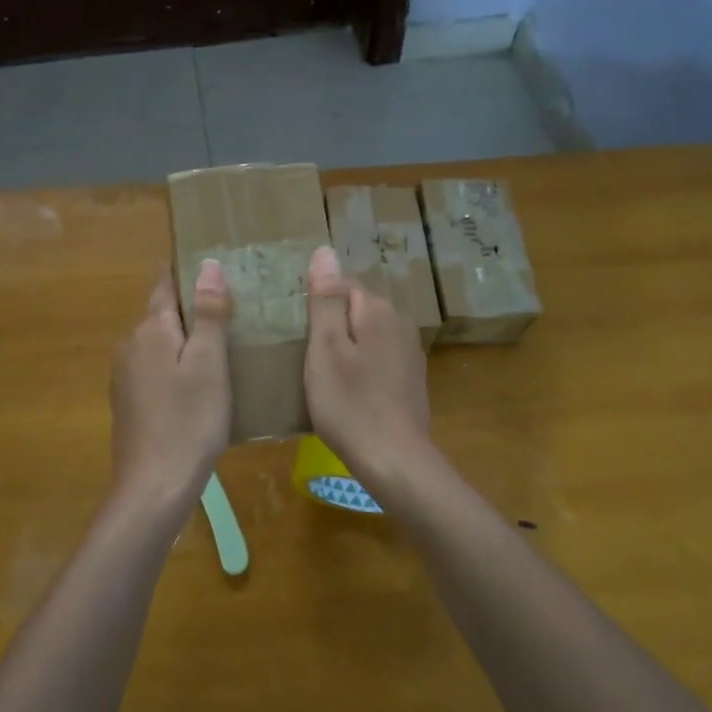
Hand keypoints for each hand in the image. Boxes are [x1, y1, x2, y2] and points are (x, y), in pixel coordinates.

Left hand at [108, 262, 231, 523]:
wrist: (154, 486)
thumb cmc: (189, 421)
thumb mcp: (210, 364)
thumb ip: (209, 313)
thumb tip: (207, 264)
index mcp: (151, 329)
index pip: (166, 283)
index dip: (189, 272)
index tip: (220, 266)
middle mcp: (130, 344)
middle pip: (163, 313)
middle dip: (194, 307)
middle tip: (235, 308)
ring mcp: (125, 375)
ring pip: (160, 343)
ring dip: (186, 339)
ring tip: (225, 344)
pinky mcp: (129, 401)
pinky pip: (156, 368)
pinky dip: (177, 365)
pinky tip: (200, 382)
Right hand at [303, 246, 431, 487]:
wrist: (394, 459)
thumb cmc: (350, 403)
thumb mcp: (325, 349)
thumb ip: (325, 299)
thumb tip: (324, 251)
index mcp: (378, 309)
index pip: (343, 284)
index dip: (317, 304)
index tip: (300, 333)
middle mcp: (400, 322)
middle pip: (356, 309)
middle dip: (332, 325)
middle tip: (306, 356)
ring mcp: (410, 352)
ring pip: (368, 335)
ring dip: (347, 347)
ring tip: (323, 375)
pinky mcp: (411, 378)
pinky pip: (379, 358)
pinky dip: (362, 367)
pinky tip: (349, 391)